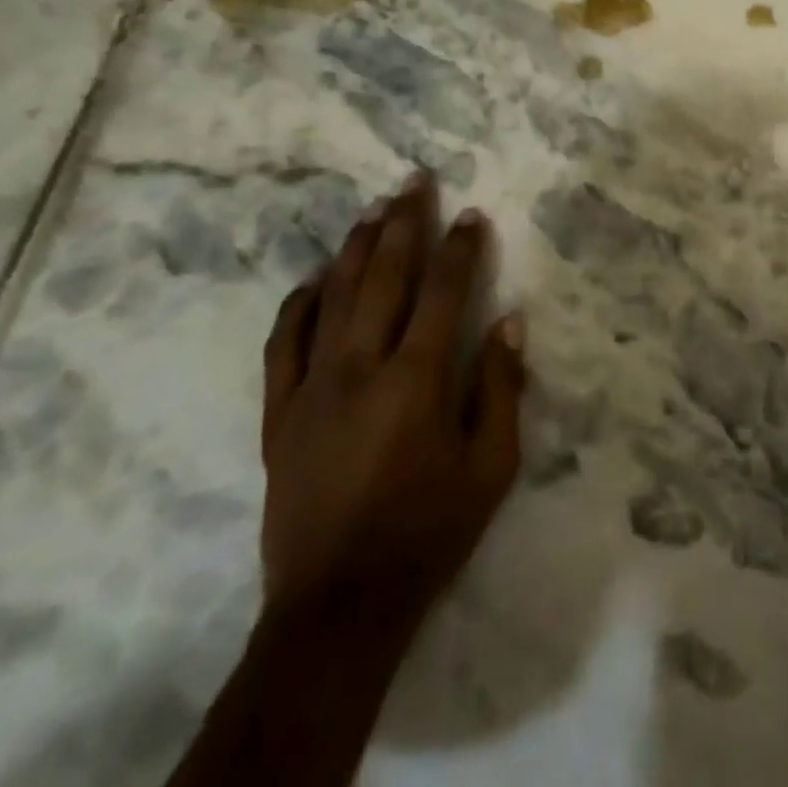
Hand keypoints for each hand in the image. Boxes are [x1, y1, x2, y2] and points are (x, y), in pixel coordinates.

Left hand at [260, 173, 525, 624]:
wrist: (336, 607)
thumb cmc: (427, 533)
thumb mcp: (491, 469)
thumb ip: (501, 389)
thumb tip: (510, 322)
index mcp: (415, 380)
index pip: (443, 292)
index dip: (460, 248)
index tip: (472, 214)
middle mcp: (360, 367)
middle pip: (383, 276)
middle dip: (403, 222)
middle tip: (414, 180)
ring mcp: (311, 387)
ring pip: (333, 296)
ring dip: (355, 246)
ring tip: (373, 207)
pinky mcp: (278, 412)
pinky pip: (284, 342)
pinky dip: (299, 303)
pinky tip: (314, 278)